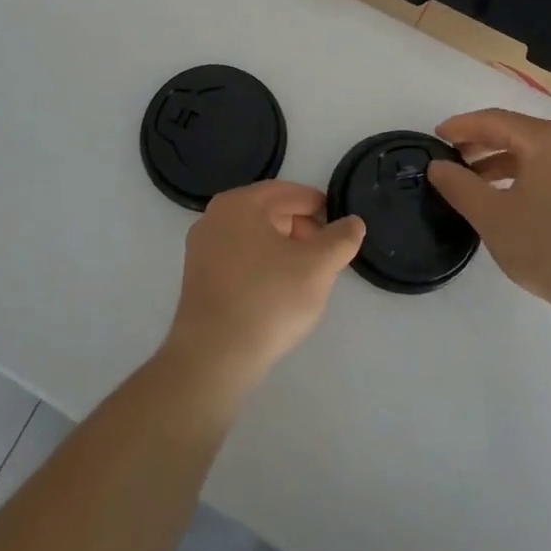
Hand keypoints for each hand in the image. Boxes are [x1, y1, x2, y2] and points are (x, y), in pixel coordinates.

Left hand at [162, 181, 365, 397]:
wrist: (214, 356)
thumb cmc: (268, 300)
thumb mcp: (317, 267)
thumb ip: (340, 239)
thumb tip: (353, 222)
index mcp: (240, 203)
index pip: (290, 193)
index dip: (320, 209)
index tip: (340, 231)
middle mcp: (215, 216)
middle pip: (270, 212)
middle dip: (302, 231)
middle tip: (324, 259)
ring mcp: (201, 247)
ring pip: (254, 237)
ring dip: (283, 250)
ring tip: (304, 278)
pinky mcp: (197, 276)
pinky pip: (239, 258)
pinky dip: (262, 266)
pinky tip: (276, 293)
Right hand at [425, 108, 550, 314]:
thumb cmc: (549, 247)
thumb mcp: (492, 216)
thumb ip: (459, 186)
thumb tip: (437, 166)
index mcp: (548, 139)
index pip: (494, 120)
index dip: (462, 126)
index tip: (437, 136)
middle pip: (518, 132)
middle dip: (482, 143)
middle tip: (453, 158)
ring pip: (538, 152)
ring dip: (504, 161)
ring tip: (477, 182)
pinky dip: (528, 174)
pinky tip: (513, 198)